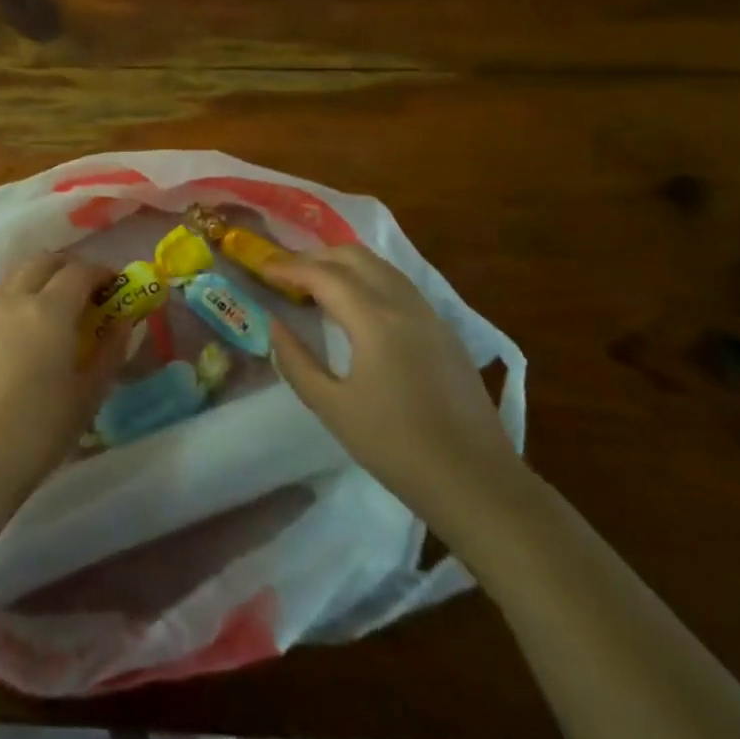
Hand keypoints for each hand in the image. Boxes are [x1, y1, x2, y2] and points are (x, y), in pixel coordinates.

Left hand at [0, 253, 127, 508]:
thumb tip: (123, 322)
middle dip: (70, 267)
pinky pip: (1, 295)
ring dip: (43, 277)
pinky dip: (21, 295)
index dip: (102, 273)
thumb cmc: (40, 429)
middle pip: (45, 261)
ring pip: (18, 274)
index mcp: (49, 310)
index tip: (116, 286)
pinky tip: (30, 328)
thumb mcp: (88, 394)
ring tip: (58, 307)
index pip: (80, 271)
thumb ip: (110, 351)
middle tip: (88, 292)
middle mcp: (16, 299)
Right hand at [264, 246, 522, 527]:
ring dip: (343, 264)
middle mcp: (404, 304)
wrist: (477, 482)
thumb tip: (274, 325)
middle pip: (354, 256)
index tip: (262, 268)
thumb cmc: (396, 448)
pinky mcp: (445, 331)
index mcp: (374, 320)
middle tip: (285, 272)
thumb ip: (296, 361)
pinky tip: (356, 305)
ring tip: (315, 283)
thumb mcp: (332, 408)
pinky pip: (399, 285)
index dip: (288, 267)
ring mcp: (430, 315)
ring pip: (380, 266)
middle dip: (315, 256)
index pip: (323, 274)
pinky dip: (368, 279)